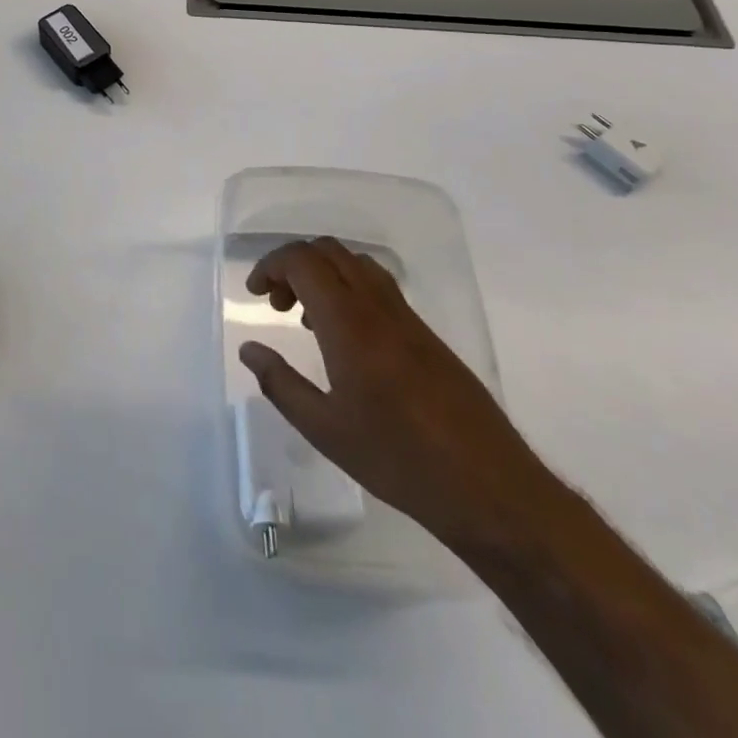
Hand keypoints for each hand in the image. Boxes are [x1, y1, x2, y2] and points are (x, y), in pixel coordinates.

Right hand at [239, 237, 549, 549]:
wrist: (489, 486)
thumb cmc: (398, 459)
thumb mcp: (325, 430)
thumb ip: (280, 383)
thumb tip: (249, 349)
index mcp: (348, 322)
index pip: (302, 261)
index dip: (271, 265)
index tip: (255, 293)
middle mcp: (376, 306)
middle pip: (328, 251)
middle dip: (293, 265)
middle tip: (277, 304)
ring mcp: (406, 317)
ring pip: (356, 263)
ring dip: (323, 273)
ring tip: (307, 318)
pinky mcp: (426, 334)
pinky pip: (378, 286)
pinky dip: (349, 289)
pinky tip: (346, 338)